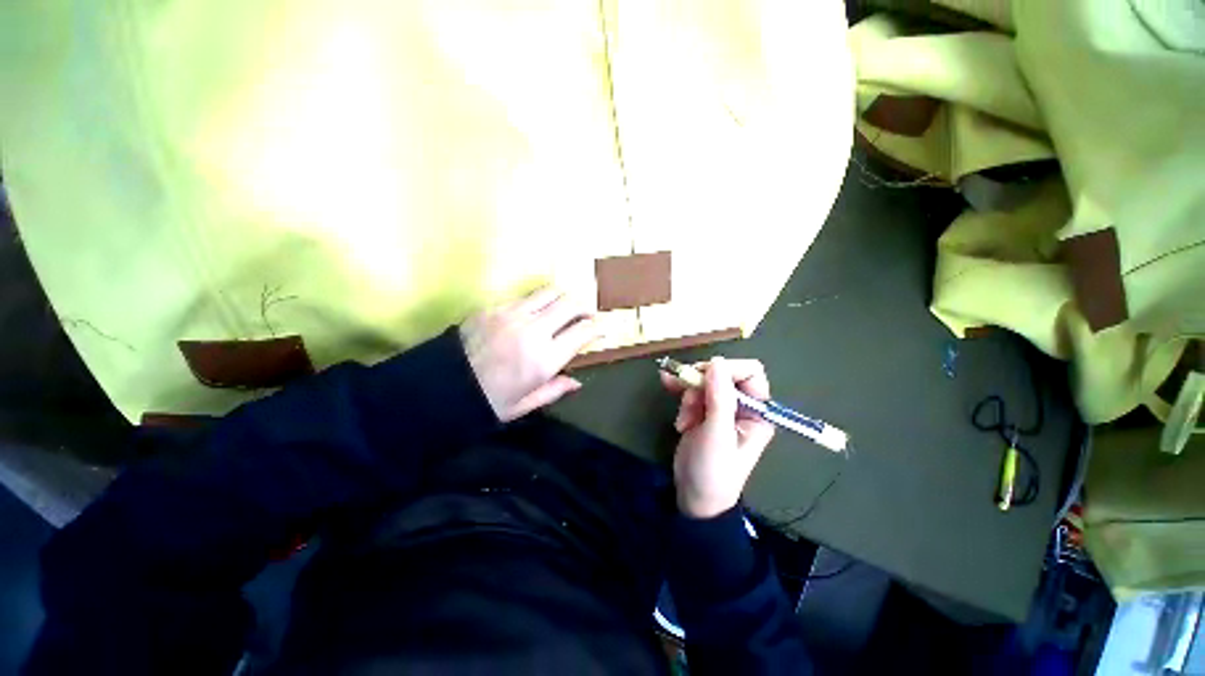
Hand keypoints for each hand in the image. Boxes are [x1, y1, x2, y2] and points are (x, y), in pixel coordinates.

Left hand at [460, 286, 601, 422]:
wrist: (440, 387)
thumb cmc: (487, 401)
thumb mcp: (524, 405)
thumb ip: (555, 390)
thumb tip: (578, 382)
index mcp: (545, 360)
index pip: (583, 331)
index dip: (596, 327)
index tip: (599, 329)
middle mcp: (534, 331)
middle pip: (570, 303)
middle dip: (584, 306)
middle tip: (585, 314)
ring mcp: (512, 314)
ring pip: (550, 292)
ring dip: (563, 298)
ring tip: (563, 307)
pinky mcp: (494, 307)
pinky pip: (525, 297)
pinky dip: (537, 302)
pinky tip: (533, 313)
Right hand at [660, 357, 774, 517]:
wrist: (694, 497)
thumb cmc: (713, 470)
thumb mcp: (717, 435)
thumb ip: (719, 398)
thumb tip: (717, 361)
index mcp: (757, 411)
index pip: (750, 373)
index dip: (727, 369)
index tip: (704, 377)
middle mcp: (741, 406)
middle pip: (722, 374)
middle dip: (702, 384)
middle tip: (688, 401)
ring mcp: (720, 408)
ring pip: (703, 381)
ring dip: (688, 394)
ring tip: (683, 421)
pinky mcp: (701, 411)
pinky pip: (691, 390)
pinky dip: (679, 391)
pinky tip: (668, 390)